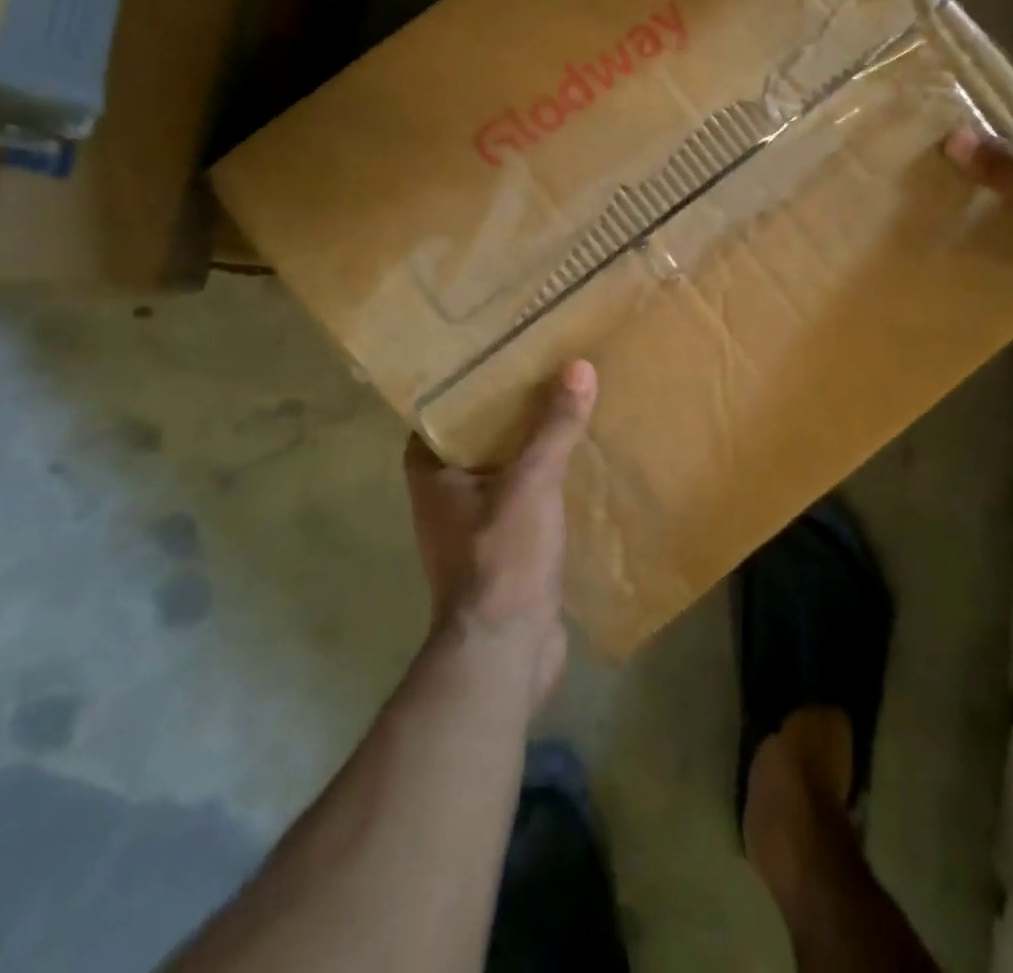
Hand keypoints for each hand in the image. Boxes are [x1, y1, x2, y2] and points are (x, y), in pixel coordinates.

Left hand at [403, 361, 596, 703]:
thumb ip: (554, 426)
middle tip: (542, 376)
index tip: (495, 361)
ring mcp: (475, 531)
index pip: (438, 418)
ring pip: (503, 475)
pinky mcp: (505, 554)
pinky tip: (578, 467)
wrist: (506, 651)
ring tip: (565, 412)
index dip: (462, 390)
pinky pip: (524, 504)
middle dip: (506, 415)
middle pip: (475, 443)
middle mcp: (446, 501)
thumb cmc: (502, 556)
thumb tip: (579, 367)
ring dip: (529, 451)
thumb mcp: (532, 481)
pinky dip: (545, 485)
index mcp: (433, 477)